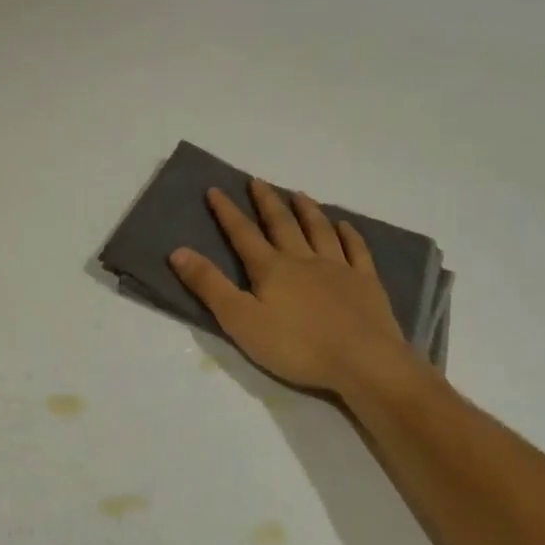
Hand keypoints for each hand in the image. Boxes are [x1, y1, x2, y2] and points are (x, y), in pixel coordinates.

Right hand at [169, 180, 426, 399]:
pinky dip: (349, 235)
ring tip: (299, 194)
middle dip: (267, 202)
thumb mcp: (240, 320)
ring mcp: (338, 269)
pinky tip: (345, 226)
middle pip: (282, 224)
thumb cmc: (296, 346)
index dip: (227, 212)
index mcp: (271, 269)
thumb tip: (178, 251)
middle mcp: (303, 259)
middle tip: (257, 181)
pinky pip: (356, 251)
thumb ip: (209, 286)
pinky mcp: (366, 283)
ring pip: (319, 231)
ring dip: (307, 211)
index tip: (215, 190)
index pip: (243, 234)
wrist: (363, 362)